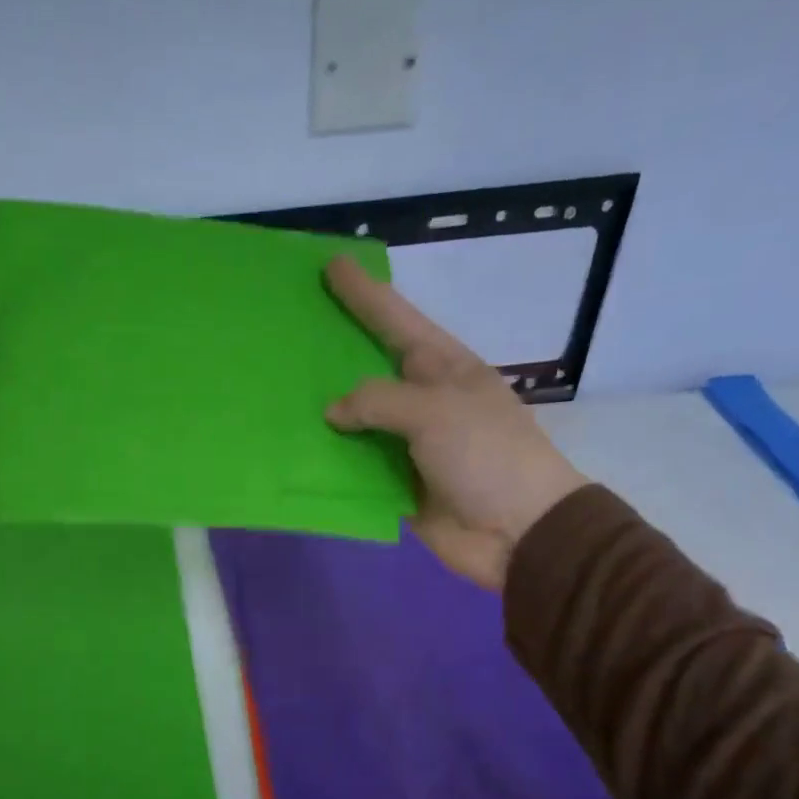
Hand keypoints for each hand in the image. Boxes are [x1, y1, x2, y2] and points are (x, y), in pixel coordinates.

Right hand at [325, 255, 587, 588]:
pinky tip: (297, 451)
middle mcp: (424, 402)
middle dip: (337, 351)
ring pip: (359, 423)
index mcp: (443, 369)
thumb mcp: (435, 412)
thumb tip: (333, 412)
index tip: (333, 265)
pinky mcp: (398, 487)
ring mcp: (410, 447)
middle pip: (371, 369)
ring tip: (281, 393)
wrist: (516, 532)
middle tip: (294, 330)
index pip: (397, 321)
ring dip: (326, 413)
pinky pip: (357, 469)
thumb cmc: (486, 456)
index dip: (366, 294)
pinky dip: (331, 462)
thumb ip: (379, 402)